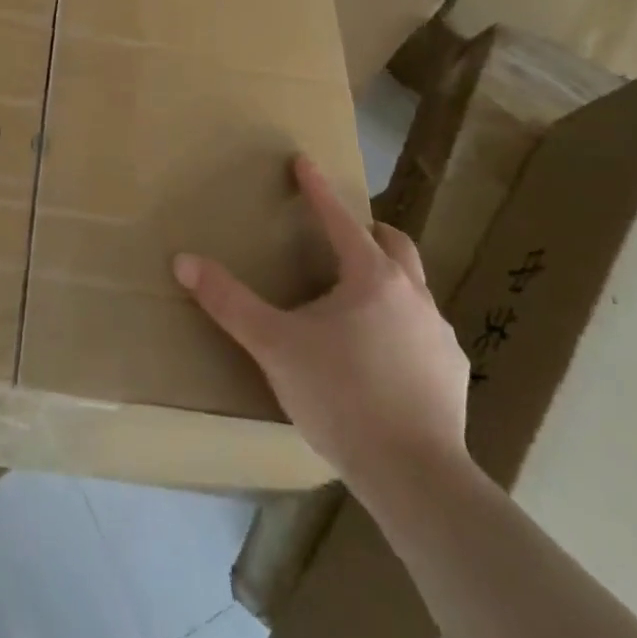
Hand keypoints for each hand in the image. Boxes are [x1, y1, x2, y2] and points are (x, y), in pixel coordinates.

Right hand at [174, 157, 469, 508]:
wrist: (416, 476)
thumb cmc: (341, 396)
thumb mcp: (274, 346)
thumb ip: (229, 302)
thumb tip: (184, 261)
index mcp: (370, 277)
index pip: (339, 218)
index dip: (317, 188)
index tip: (303, 161)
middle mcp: (412, 294)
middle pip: (394, 243)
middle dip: (368, 230)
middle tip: (344, 235)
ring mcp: (438, 333)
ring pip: (415, 287)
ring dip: (389, 280)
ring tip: (361, 301)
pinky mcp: (453, 371)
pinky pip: (426, 333)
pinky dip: (405, 327)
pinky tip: (388, 357)